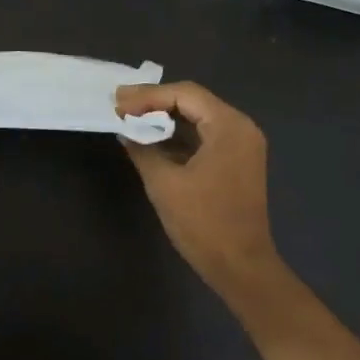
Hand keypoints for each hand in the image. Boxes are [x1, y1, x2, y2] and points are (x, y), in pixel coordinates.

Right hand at [115, 81, 281, 294]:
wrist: (239, 265)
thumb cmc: (203, 222)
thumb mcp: (164, 183)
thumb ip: (143, 150)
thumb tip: (126, 131)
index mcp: (229, 126)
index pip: (185, 94)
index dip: (148, 95)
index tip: (117, 103)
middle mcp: (241, 128)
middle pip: (194, 102)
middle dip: (155, 103)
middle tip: (120, 105)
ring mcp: (242, 147)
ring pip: (199, 120)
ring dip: (165, 119)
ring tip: (130, 120)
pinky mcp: (237, 164)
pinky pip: (205, 139)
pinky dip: (179, 138)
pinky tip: (152, 141)